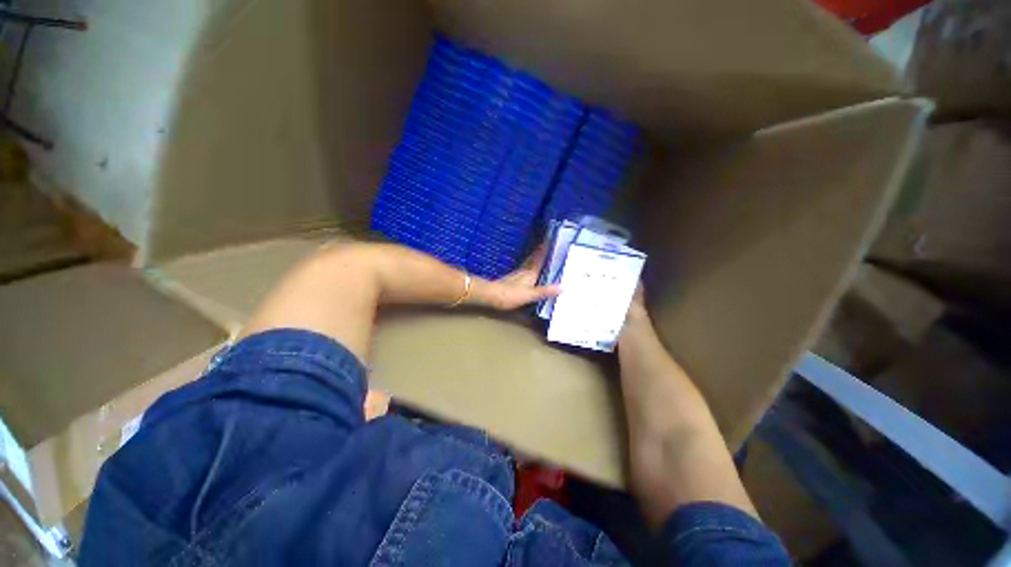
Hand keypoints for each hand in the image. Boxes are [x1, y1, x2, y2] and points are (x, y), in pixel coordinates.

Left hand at [471, 245, 560, 309]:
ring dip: (534, 258)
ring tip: (540, 254)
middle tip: (547, 244)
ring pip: (528, 263)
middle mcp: (524, 271)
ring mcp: (517, 275)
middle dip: (540, 251)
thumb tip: (562, 287)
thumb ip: (544, 291)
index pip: (539, 258)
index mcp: (530, 273)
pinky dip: (529, 266)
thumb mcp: (530, 295)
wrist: (490, 296)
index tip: (550, 238)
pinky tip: (528, 270)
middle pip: (533, 258)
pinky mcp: (511, 280)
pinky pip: (524, 269)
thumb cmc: (510, 294)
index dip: (544, 249)